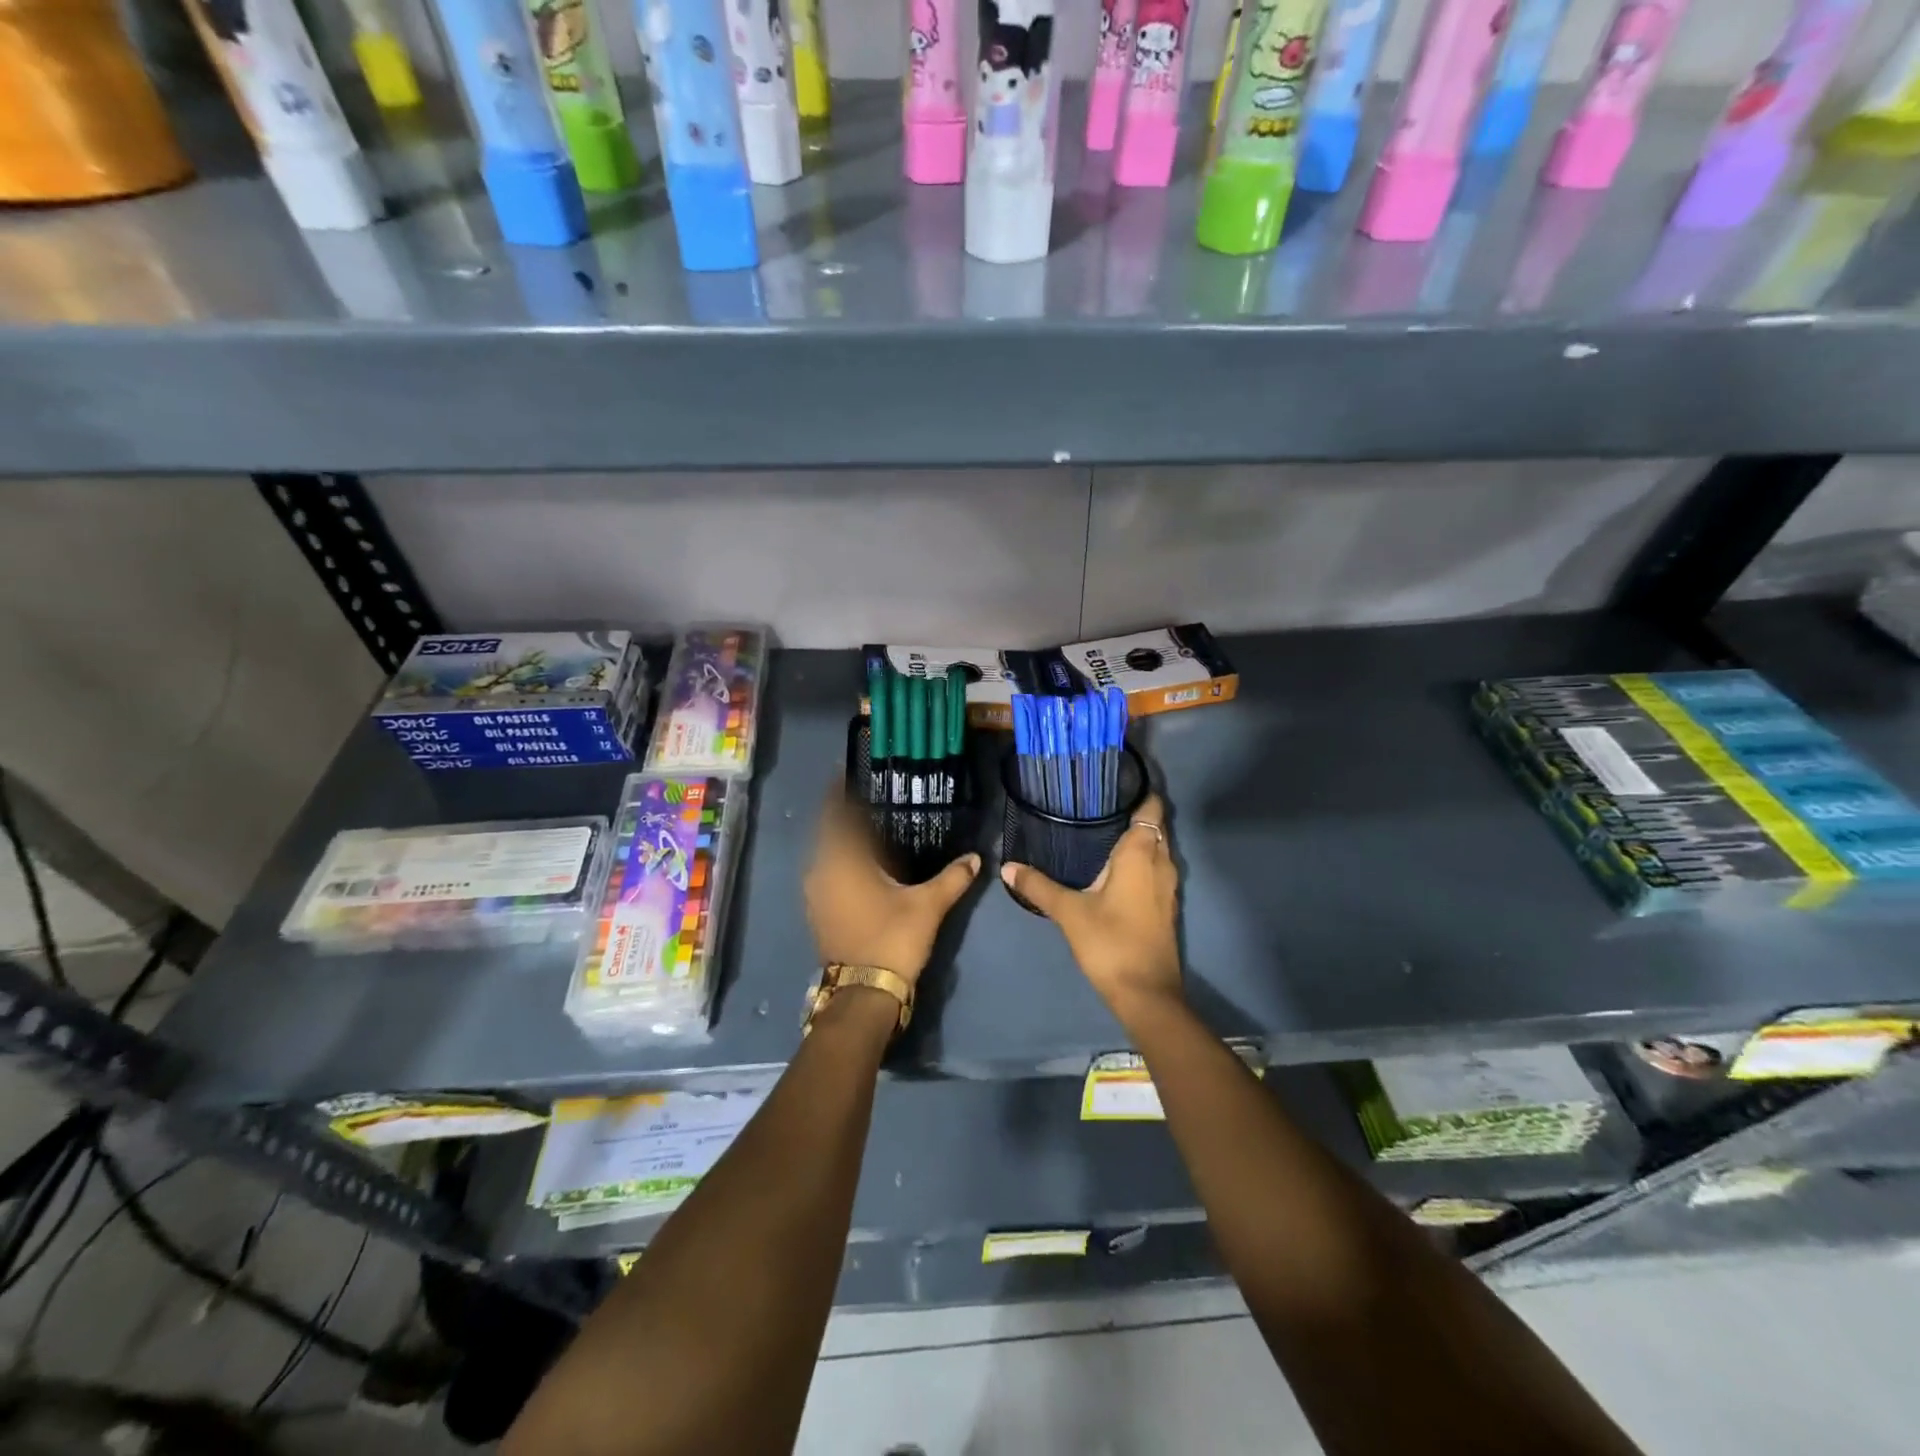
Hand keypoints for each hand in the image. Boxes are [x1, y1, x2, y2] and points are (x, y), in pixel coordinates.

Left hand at [804, 788, 979, 986]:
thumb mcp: (928, 905)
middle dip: (846, 817)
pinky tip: (865, 867)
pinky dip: (842, 865)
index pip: (835, 815)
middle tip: (871, 801)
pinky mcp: (819, 913)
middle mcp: (821, 871)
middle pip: (829, 834)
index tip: (848, 774)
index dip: (838, 793)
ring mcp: (815, 895)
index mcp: (841, 861)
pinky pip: (827, 875)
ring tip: (871, 831)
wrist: (864, 993)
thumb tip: (976, 858)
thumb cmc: (892, 938)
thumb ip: (952, 878)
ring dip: (843, 843)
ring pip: (827, 857)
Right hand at [1001, 793, 1181, 1020]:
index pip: (1150, 809)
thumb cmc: (1110, 942)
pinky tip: (1114, 867)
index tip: (1116, 782)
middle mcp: (1161, 863)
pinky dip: (1141, 861)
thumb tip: (1007, 866)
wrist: (1146, 993)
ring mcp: (1167, 887)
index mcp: (1141, 854)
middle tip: (1099, 804)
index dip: (1140, 792)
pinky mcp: (1165, 906)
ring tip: (1103, 829)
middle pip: (1155, 827)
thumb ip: (1038, 886)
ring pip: (1158, 850)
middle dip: (1134, 813)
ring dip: (1139, 839)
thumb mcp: (1069, 912)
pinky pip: (1156, 869)